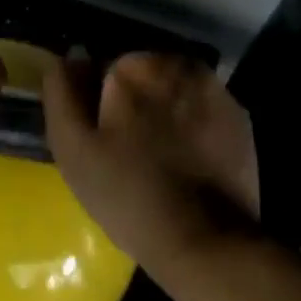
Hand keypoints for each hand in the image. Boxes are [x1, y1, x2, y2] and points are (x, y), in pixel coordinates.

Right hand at [42, 52, 259, 273]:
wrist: (207, 242)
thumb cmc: (129, 194)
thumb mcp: (73, 148)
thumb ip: (61, 93)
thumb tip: (66, 58)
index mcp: (136, 66)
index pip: (102, 69)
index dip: (95, 104)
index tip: (99, 140)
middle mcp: (180, 64)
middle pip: (141, 76)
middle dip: (132, 104)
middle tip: (126, 153)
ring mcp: (216, 89)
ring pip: (172, 91)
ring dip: (162, 113)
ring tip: (156, 160)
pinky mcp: (239, 118)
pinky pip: (200, 110)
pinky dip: (190, 127)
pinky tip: (184, 163)